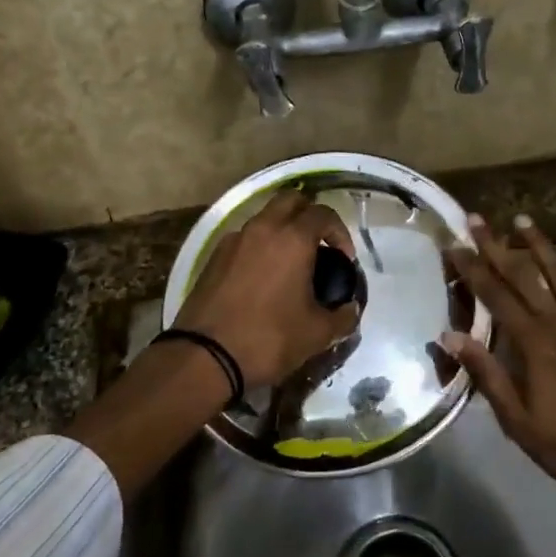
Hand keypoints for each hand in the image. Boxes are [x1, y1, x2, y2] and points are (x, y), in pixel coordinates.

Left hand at [174, 189, 360, 386]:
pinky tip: (263, 278)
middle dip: (309, 215)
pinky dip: (259, 247)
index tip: (344, 259)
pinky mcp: (213, 257)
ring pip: (264, 218)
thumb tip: (351, 310)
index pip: (323, 213)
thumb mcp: (316, 334)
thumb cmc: (268, 339)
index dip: (340, 232)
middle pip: (291, 200)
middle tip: (319, 245)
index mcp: (292, 239)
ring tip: (291, 264)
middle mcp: (262, 228)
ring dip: (282, 230)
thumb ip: (342, 317)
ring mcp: (234, 240)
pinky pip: (244, 239)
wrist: (204, 357)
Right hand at [442, 213, 555, 492]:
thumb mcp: (518, 419)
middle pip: (522, 276)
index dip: (472, 269)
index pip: (494, 296)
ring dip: (540, 245)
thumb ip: (486, 374)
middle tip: (477, 219)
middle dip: (496, 246)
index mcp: (532, 342)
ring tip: (522, 219)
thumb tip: (449, 336)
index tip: (454, 244)